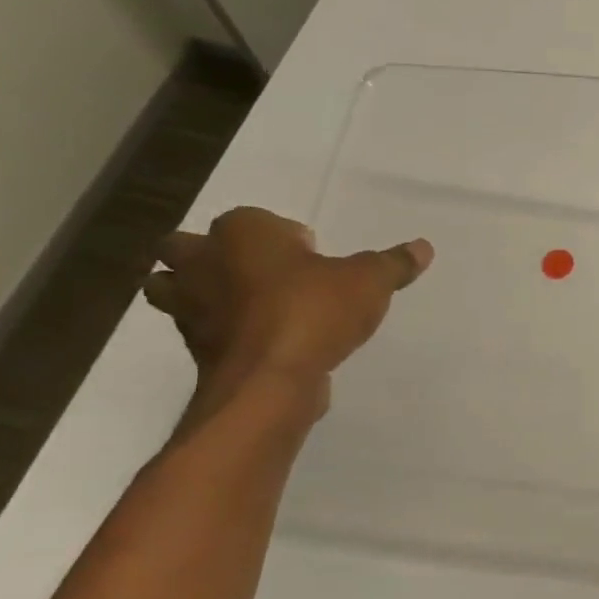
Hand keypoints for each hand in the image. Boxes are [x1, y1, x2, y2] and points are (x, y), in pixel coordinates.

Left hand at [143, 207, 431, 400]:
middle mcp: (202, 260)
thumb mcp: (369, 282)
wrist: (269, 380)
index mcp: (241, 232)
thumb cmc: (313, 311)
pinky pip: (198, 329)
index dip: (283, 235)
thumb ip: (393, 264)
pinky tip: (257, 342)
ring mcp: (188, 306)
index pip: (255, 219)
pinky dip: (218, 332)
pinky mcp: (192, 347)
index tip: (311, 255)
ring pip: (174, 287)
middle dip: (214, 255)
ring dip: (198, 292)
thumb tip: (424, 247)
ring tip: (247, 306)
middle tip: (263, 273)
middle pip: (188, 247)